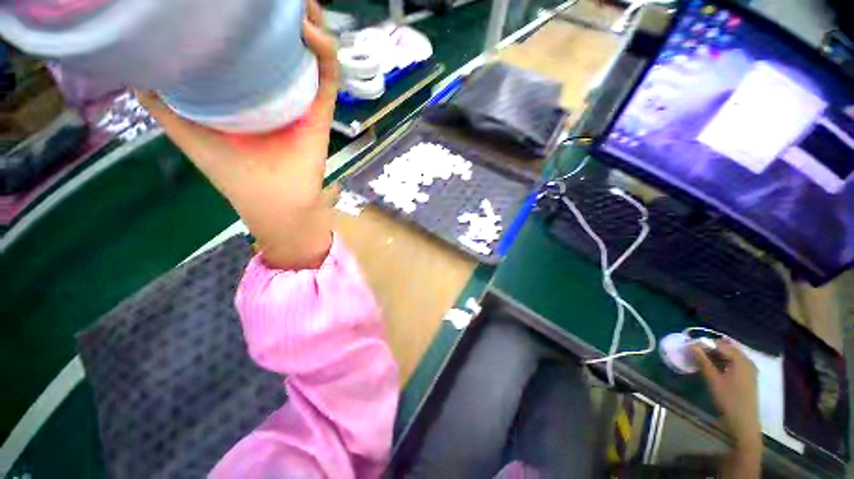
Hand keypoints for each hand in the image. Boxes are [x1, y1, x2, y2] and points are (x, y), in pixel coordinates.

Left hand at [137, 0, 338, 269]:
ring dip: (311, 24)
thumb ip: (161, 96)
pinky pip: (329, 78)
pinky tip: (312, 33)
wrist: (274, 203)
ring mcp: (303, 99)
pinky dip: (326, 54)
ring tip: (301, 3)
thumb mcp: (184, 127)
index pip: (250, 43)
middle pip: (285, 43)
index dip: (248, 17)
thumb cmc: (232, 172)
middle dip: (284, 14)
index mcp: (246, 88)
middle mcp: (276, 88)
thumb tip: (135, 58)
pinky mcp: (322, 112)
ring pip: (313, 54)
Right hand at [692, 340, 761, 447]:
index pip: (720, 345)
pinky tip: (715, 367)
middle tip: (695, 353)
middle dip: (711, 349)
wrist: (743, 421)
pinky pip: (735, 363)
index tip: (690, 348)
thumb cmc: (728, 399)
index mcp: (740, 360)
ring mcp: (749, 369)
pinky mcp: (748, 376)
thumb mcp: (713, 380)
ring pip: (731, 355)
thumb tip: (691, 345)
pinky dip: (723, 362)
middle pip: (727, 348)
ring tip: (703, 360)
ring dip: (716, 355)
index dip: (704, 344)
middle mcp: (747, 361)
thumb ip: (702, 361)